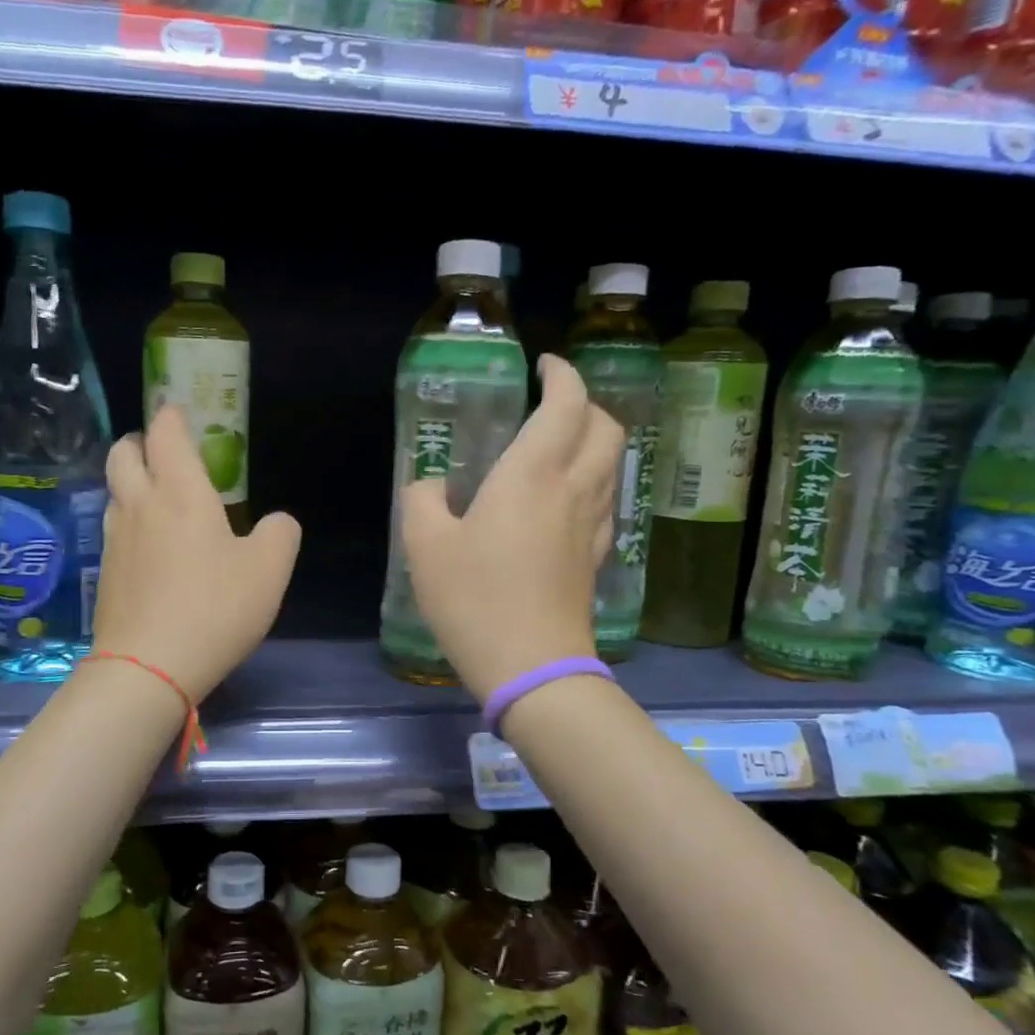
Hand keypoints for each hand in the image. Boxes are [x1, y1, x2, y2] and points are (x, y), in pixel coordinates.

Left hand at [92, 406, 300, 701]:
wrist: (147, 667)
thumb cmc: (215, 609)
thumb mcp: (270, 570)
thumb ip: (280, 533)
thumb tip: (275, 522)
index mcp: (181, 493)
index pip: (165, 434)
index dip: (172, 416)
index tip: (180, 411)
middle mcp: (141, 505)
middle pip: (124, 453)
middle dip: (141, 442)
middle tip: (165, 452)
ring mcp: (116, 540)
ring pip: (114, 490)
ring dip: (132, 480)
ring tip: (160, 497)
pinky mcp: (106, 572)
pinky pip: (115, 527)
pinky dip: (130, 518)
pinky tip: (152, 544)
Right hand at [400, 355, 622, 701]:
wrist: (532, 668)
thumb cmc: (474, 600)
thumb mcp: (425, 546)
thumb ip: (422, 500)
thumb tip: (431, 486)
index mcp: (531, 475)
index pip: (566, 403)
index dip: (561, 375)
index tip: (544, 366)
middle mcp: (572, 488)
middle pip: (605, 426)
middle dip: (585, 403)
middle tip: (551, 406)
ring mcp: (590, 524)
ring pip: (612, 462)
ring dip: (592, 440)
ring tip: (556, 448)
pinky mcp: (595, 556)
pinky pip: (604, 499)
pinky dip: (591, 480)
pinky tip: (562, 500)